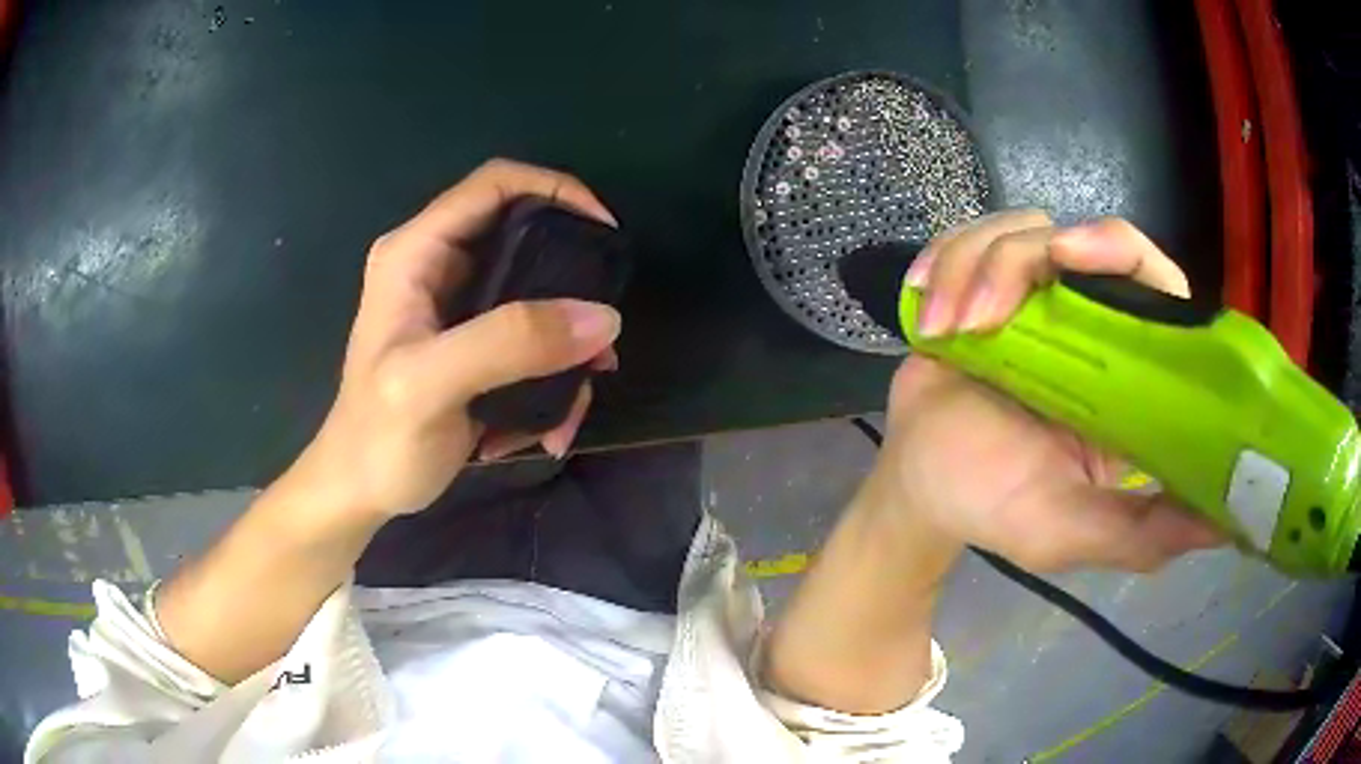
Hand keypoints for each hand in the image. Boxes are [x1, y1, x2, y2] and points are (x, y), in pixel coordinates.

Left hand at [292, 159, 620, 519]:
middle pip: (528, 239)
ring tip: (569, 410)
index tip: (606, 232)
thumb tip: (603, 318)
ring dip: (565, 355)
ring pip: (539, 299)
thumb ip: (509, 344)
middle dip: (572, 291)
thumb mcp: (431, 386)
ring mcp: (459, 305)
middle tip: (598, 342)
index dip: (556, 190)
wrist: (362, 491)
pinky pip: (533, 342)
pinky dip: (550, 383)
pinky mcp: (476, 343)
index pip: (495, 184)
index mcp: (416, 252)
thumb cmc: (378, 439)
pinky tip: (543, 431)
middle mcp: (439, 265)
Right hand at [872, 211, 1223, 572]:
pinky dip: (941, 263)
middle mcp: (1090, 321)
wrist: (919, 489)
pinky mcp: (983, 283)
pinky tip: (928, 313)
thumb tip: (1229, 523)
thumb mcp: (1073, 532)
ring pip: (1016, 231)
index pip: (1154, 282)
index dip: (1121, 252)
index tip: (1071, 257)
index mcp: (1126, 371)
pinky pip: (968, 236)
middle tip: (987, 307)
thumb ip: (1144, 533)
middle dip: (1023, 256)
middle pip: (1079, 236)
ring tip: (948, 332)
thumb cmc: (997, 508)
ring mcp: (1035, 296)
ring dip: (970, 271)